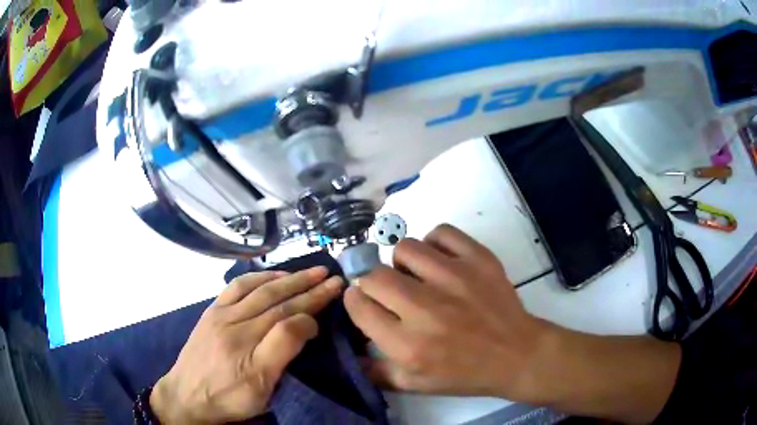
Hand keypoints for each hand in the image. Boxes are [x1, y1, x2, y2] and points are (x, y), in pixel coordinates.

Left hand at [150, 267, 342, 423]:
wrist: (185, 396)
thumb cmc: (227, 397)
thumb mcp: (260, 386)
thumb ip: (282, 349)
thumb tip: (306, 322)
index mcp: (246, 342)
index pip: (287, 316)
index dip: (313, 303)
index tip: (334, 293)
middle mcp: (232, 320)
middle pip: (274, 297)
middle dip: (304, 284)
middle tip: (328, 274)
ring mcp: (218, 314)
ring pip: (255, 287)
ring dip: (282, 277)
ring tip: (304, 272)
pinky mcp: (210, 313)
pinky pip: (234, 287)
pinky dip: (255, 278)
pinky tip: (267, 277)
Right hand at [344, 224, 548, 399]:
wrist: (515, 355)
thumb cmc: (464, 374)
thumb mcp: (414, 385)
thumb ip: (373, 371)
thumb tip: (347, 352)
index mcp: (407, 344)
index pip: (358, 305)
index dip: (354, 300)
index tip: (362, 300)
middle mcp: (425, 309)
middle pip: (374, 275)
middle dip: (372, 283)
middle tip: (389, 293)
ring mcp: (454, 278)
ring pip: (405, 249)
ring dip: (403, 263)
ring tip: (417, 277)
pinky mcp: (478, 259)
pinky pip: (441, 232)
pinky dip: (434, 243)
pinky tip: (441, 262)